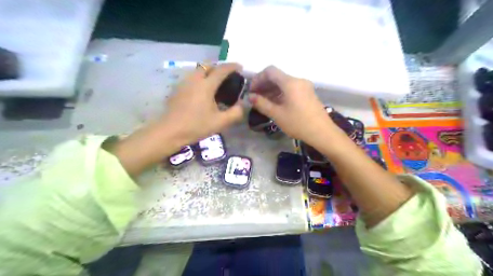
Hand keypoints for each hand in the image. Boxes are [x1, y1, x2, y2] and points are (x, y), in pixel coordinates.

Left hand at [110, 62, 244, 175]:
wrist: (170, 132)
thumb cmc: (196, 126)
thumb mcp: (220, 122)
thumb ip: (235, 113)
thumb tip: (241, 105)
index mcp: (206, 85)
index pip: (222, 70)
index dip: (232, 67)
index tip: (240, 67)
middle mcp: (194, 79)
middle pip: (207, 65)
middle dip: (219, 67)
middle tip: (226, 77)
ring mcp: (184, 83)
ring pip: (198, 70)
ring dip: (208, 72)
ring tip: (215, 84)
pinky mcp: (177, 89)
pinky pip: (191, 78)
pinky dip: (200, 79)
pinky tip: (202, 92)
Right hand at [251, 66, 339, 146]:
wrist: (322, 133)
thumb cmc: (298, 123)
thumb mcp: (277, 114)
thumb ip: (261, 103)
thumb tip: (250, 97)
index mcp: (290, 82)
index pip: (270, 71)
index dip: (258, 78)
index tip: (251, 90)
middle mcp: (298, 80)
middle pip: (277, 76)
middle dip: (264, 85)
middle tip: (254, 97)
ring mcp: (304, 87)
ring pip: (284, 83)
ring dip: (271, 90)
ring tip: (262, 102)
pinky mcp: (307, 94)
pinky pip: (290, 89)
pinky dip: (280, 93)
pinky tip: (274, 103)